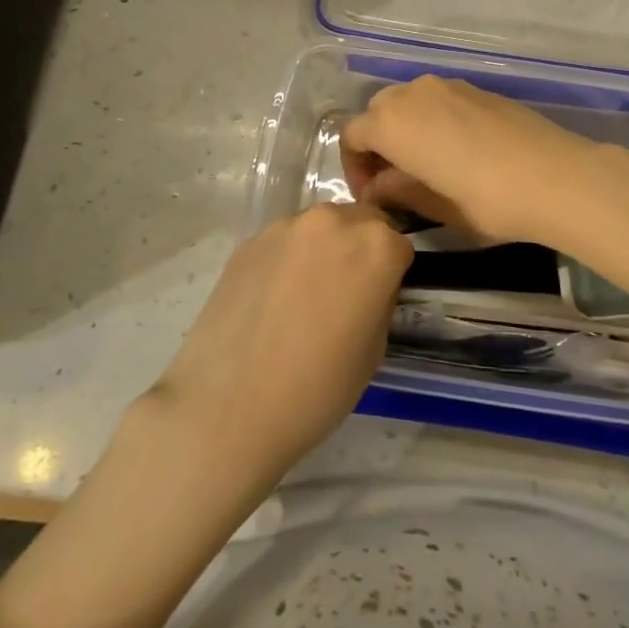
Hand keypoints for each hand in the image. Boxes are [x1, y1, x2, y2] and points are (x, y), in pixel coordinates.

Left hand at [137, 204, 411, 500]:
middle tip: (346, 293)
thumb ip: (379, 299)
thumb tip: (370, 286)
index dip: (392, 272)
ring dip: (323, 250)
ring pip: (320, 228)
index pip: (400, 244)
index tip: (379, 298)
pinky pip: (284, 242)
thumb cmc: (317, 387)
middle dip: (360, 249)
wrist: (229, 406)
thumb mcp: (374, 349)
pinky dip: (288, 260)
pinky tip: (272, 300)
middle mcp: (333, 222)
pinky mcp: (249, 240)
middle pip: (360, 222)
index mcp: (376, 246)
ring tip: (304, 297)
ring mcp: (286, 227)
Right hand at [340, 75, 605, 246]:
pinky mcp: (476, 89)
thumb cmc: (487, 199)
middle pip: (378, 112)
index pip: (352, 136)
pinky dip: (432, 120)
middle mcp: (413, 94)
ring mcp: (448, 86)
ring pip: (408, 102)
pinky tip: (455, 150)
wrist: (556, 177)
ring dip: (404, 129)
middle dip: (377, 144)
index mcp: (392, 123)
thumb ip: (397, 190)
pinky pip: (438, 100)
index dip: (354, 167)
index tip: (372, 195)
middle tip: (393, 180)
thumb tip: (377, 187)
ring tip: (424, 165)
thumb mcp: (434, 206)